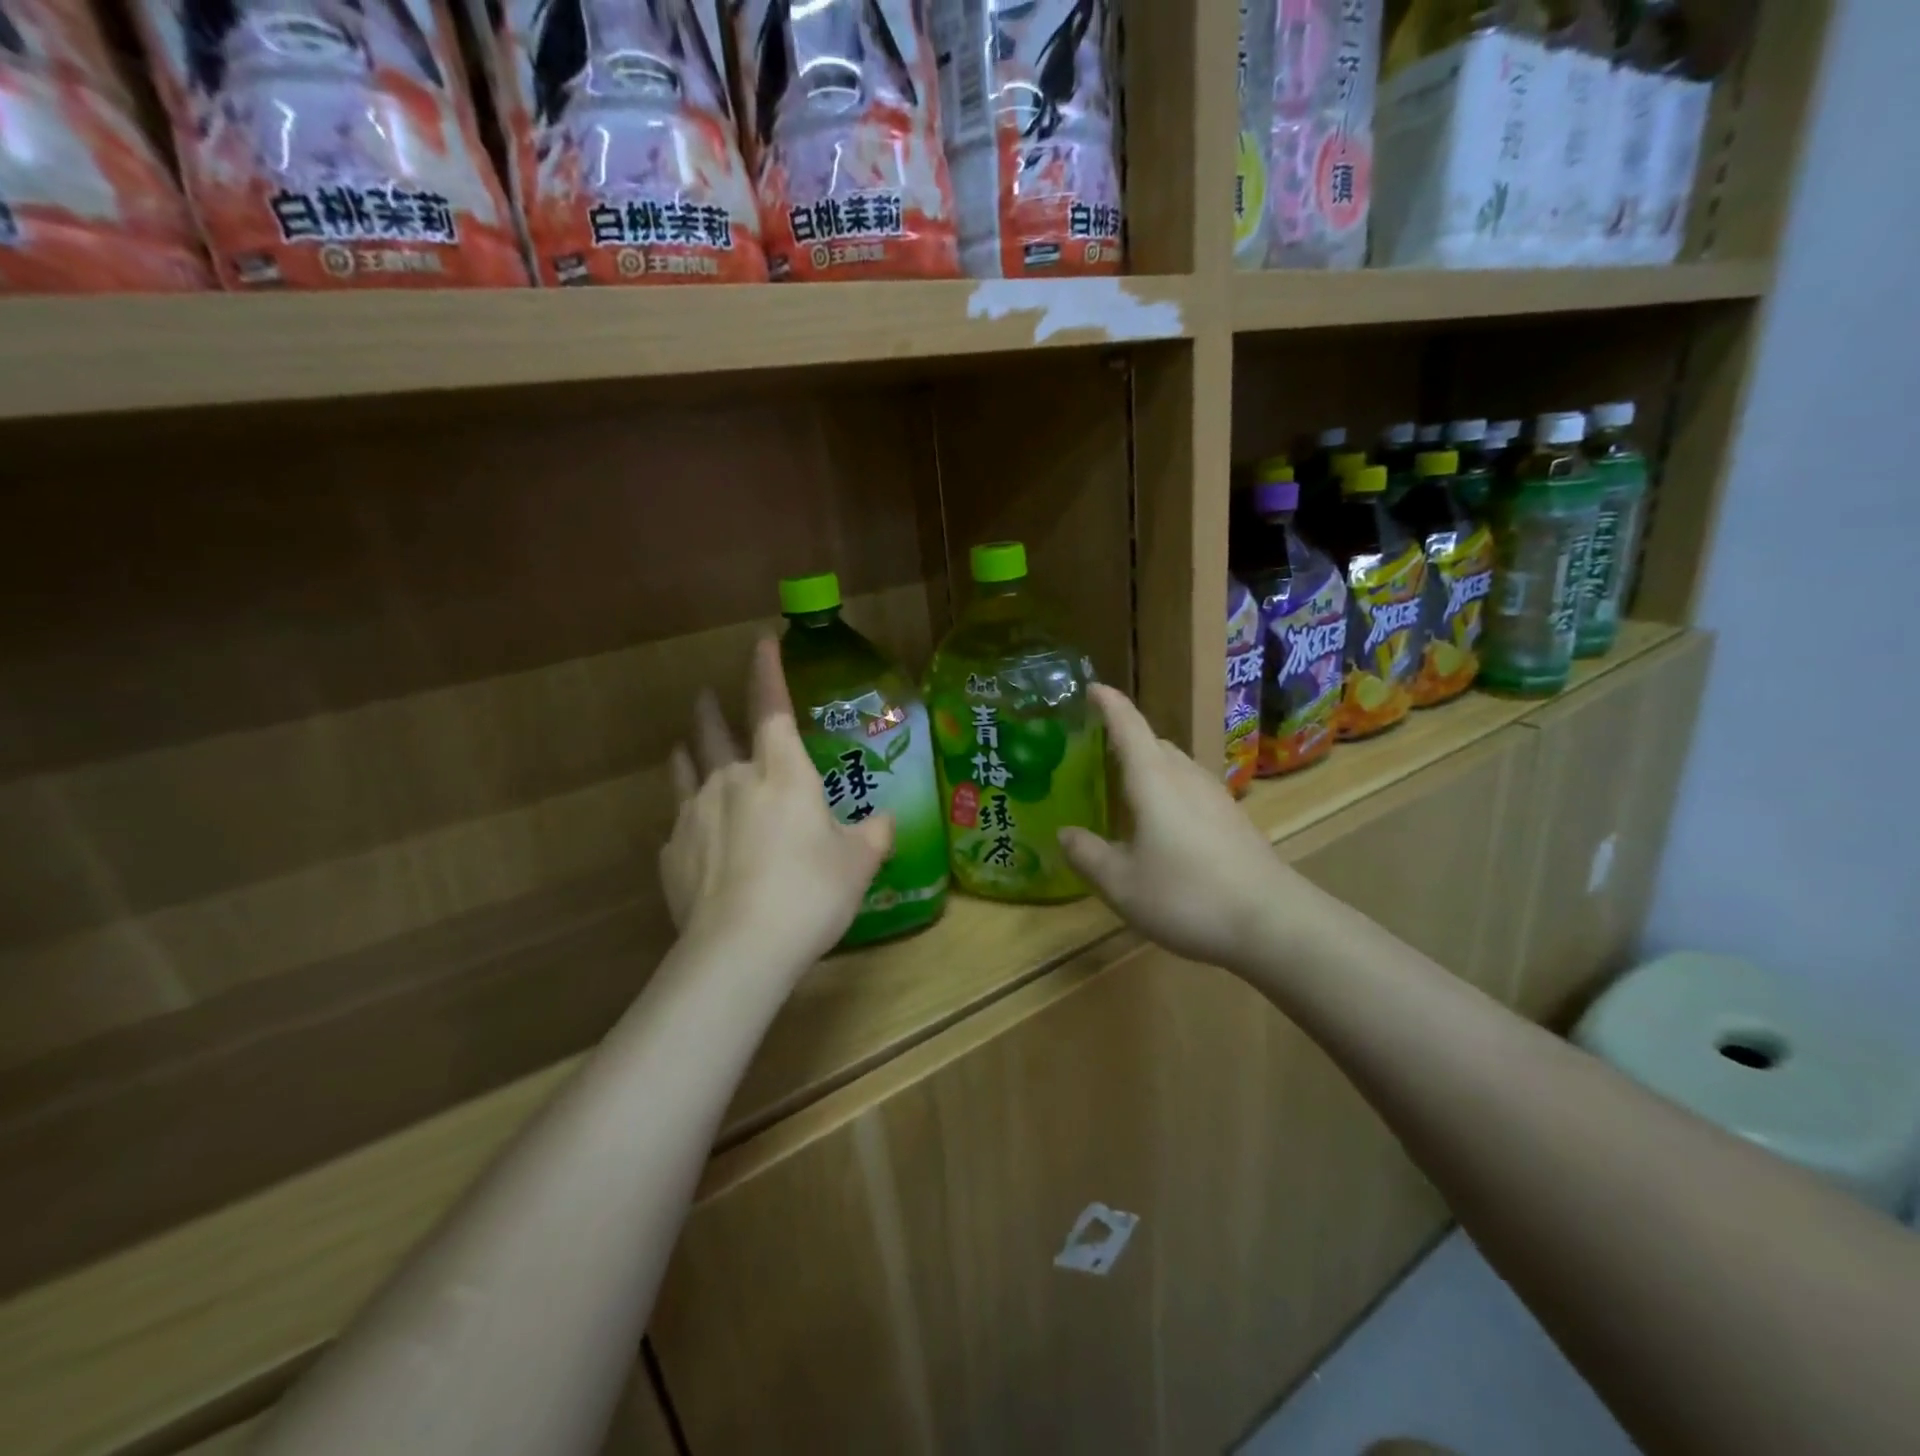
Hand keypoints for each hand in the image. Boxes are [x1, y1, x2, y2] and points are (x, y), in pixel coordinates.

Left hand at [662, 638, 893, 969]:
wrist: (740, 948)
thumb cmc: (810, 892)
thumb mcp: (859, 863)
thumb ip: (873, 834)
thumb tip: (884, 821)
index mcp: (781, 773)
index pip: (772, 707)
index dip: (767, 672)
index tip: (761, 641)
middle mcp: (732, 781)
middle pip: (715, 731)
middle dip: (712, 708)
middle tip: (707, 695)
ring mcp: (694, 815)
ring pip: (686, 770)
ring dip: (688, 752)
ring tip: (684, 746)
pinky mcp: (672, 854)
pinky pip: (679, 824)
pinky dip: (686, 818)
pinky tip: (691, 833)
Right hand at [1059, 685, 1306, 971]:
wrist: (1273, 923)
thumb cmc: (1187, 896)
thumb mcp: (1121, 884)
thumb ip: (1088, 855)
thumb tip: (1065, 833)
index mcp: (1154, 780)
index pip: (1128, 726)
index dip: (1109, 704)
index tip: (1091, 688)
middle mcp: (1186, 777)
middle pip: (1154, 744)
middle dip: (1126, 741)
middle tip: (1097, 755)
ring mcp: (1216, 797)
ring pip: (1176, 767)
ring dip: (1150, 769)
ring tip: (1126, 792)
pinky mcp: (1234, 819)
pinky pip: (1192, 790)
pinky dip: (1170, 792)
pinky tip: (1163, 827)